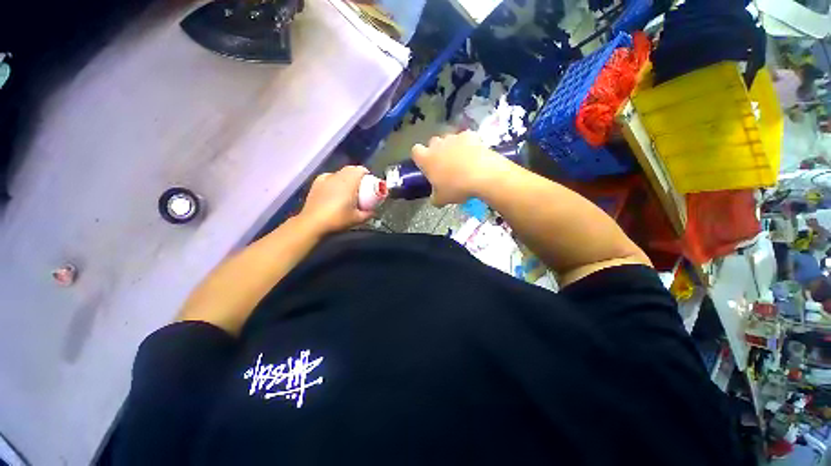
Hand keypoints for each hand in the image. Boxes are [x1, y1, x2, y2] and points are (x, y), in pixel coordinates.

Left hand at [297, 166, 373, 235]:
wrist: (313, 223)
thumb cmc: (337, 219)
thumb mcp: (357, 219)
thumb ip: (369, 213)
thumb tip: (373, 210)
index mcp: (349, 182)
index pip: (360, 170)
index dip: (366, 174)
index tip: (369, 183)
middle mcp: (337, 177)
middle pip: (350, 169)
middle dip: (357, 176)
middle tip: (361, 187)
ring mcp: (325, 179)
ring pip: (339, 173)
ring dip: (346, 178)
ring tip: (347, 190)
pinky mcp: (316, 183)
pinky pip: (329, 177)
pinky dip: (335, 181)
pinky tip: (334, 191)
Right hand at [411, 131, 508, 205]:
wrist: (482, 176)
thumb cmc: (456, 188)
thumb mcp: (441, 199)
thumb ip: (434, 198)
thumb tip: (435, 199)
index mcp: (426, 159)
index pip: (415, 151)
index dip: (420, 158)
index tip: (426, 166)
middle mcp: (438, 145)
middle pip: (433, 143)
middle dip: (437, 151)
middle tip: (445, 165)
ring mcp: (454, 137)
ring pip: (449, 139)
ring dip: (452, 147)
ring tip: (462, 160)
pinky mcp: (470, 135)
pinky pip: (465, 137)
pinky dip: (468, 144)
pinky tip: (474, 154)